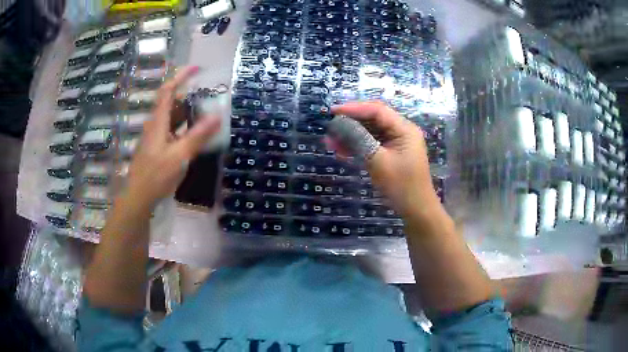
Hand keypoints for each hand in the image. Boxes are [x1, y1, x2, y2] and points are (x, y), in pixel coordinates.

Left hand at [126, 66, 220, 208]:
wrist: (139, 197)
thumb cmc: (156, 176)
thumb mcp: (179, 156)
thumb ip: (198, 136)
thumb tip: (218, 116)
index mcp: (158, 122)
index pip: (168, 90)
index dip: (181, 76)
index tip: (197, 68)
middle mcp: (155, 125)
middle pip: (171, 102)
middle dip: (189, 95)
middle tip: (208, 97)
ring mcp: (155, 137)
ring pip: (171, 117)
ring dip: (187, 112)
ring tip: (206, 114)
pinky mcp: (157, 147)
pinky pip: (172, 130)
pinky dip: (184, 127)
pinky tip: (194, 136)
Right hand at [330, 101, 438, 216]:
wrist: (416, 209)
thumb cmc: (401, 185)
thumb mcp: (378, 161)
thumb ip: (358, 139)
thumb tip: (338, 124)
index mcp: (404, 128)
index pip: (377, 110)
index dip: (354, 108)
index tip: (332, 112)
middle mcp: (401, 131)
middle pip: (373, 119)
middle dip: (351, 122)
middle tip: (330, 128)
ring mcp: (397, 142)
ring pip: (371, 131)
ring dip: (351, 135)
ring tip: (331, 142)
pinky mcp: (392, 152)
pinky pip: (372, 143)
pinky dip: (358, 146)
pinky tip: (342, 150)